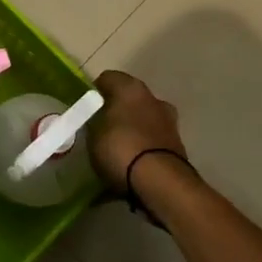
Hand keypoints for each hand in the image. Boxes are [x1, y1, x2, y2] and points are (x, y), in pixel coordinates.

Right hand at [89, 70, 188, 194]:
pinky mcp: (177, 146)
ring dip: (131, 130)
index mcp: (131, 87)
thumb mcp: (92, 134)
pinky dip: (142, 148)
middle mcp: (153, 98)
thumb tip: (96, 120)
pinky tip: (130, 164)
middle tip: (99, 129)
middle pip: (128, 99)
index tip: (84, 109)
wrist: (161, 182)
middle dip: (115, 111)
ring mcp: (169, 122)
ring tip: (115, 150)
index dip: (93, 92)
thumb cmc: (120, 148)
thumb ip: (93, 122)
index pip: (107, 79)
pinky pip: (151, 141)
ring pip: (142, 120)